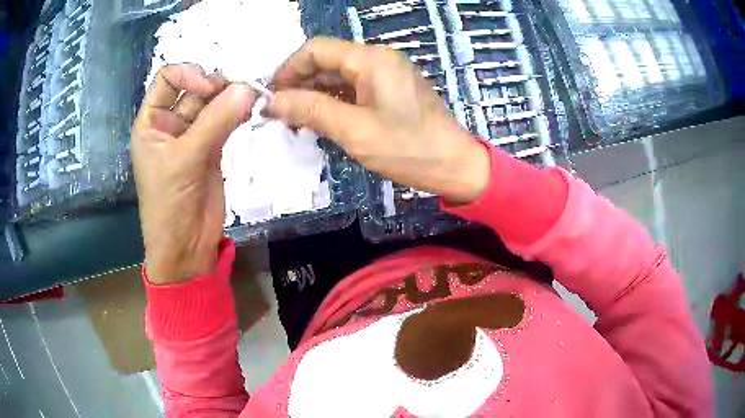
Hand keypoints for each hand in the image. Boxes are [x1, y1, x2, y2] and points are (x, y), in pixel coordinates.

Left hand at [131, 64, 255, 283]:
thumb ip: (216, 122)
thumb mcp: (185, 160)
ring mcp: (192, 135)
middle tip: (242, 92)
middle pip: (195, 88)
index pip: (168, 79)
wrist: (186, 247)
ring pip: (213, 104)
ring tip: (251, 100)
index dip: (189, 76)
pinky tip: (251, 111)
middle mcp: (170, 123)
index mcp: (152, 121)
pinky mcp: (212, 148)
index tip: (210, 90)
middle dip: (217, 86)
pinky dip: (238, 114)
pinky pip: (226, 121)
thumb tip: (248, 88)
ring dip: (231, 99)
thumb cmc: (170, 204)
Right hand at [270, 36, 489, 203]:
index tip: (271, 95)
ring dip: (314, 95)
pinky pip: (353, 88)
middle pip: (326, 61)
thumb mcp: (354, 130)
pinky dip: (333, 101)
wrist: (454, 164)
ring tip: (295, 121)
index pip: (316, 49)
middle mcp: (378, 59)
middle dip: (300, 84)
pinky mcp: (389, 90)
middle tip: (280, 114)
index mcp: (371, 59)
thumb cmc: (408, 148)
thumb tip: (272, 101)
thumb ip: (311, 110)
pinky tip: (320, 120)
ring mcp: (385, 74)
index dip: (289, 68)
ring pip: (338, 76)